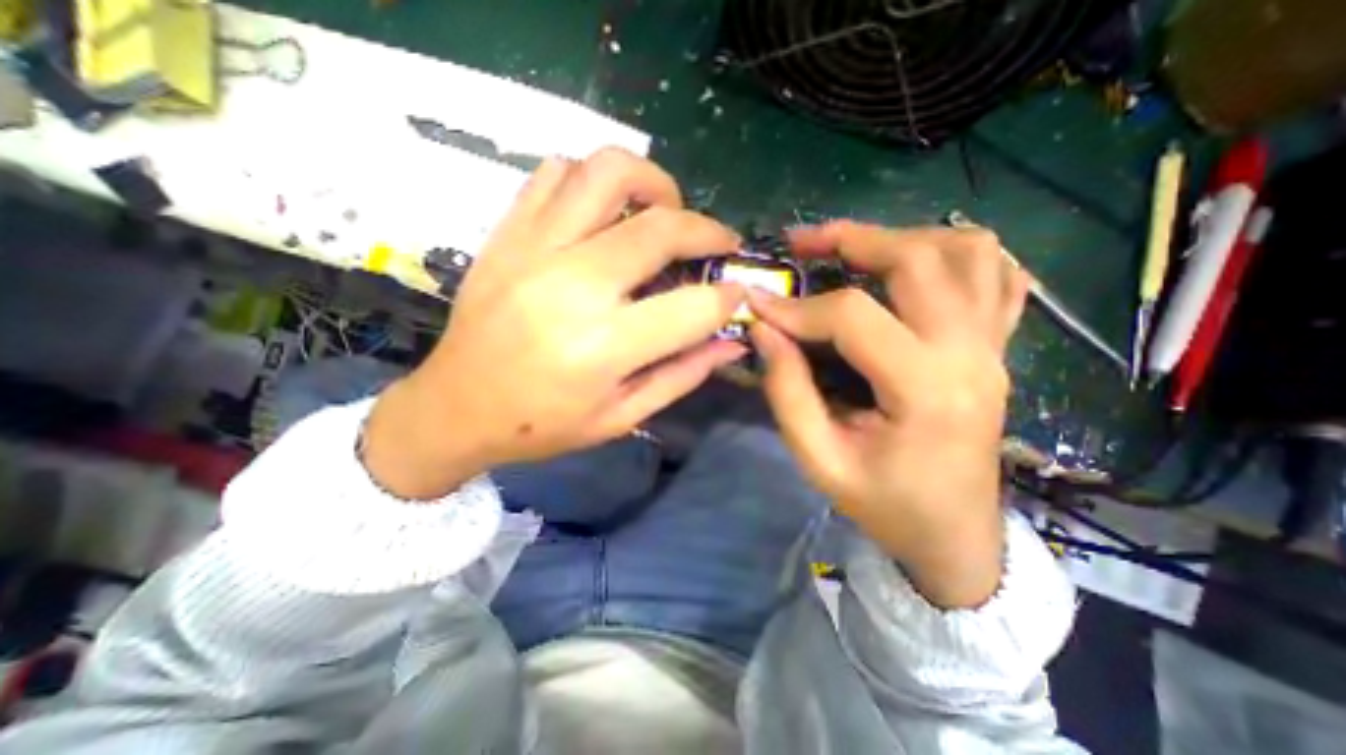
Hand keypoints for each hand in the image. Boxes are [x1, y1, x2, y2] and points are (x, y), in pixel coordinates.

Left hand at [364, 147, 752, 497]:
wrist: (455, 408)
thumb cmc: (542, 425)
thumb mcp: (622, 417)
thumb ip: (683, 375)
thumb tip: (732, 341)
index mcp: (604, 347)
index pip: (693, 307)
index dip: (728, 298)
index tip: (736, 295)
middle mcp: (572, 287)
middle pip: (661, 227)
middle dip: (708, 231)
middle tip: (718, 244)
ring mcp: (533, 250)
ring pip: (608, 172)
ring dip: (654, 183)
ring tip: (664, 212)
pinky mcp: (507, 233)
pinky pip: (556, 173)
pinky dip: (594, 181)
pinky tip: (606, 214)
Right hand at [754, 218, 1026, 605]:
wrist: (955, 535)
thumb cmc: (885, 505)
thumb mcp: (820, 459)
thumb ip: (787, 391)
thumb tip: (765, 331)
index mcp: (925, 389)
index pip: (852, 317)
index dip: (797, 307)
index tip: (758, 305)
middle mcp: (969, 354)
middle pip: (919, 259)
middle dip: (853, 238)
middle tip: (805, 241)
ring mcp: (993, 347)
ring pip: (969, 252)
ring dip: (905, 237)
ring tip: (856, 248)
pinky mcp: (997, 349)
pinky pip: (997, 277)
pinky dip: (958, 253)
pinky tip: (918, 262)